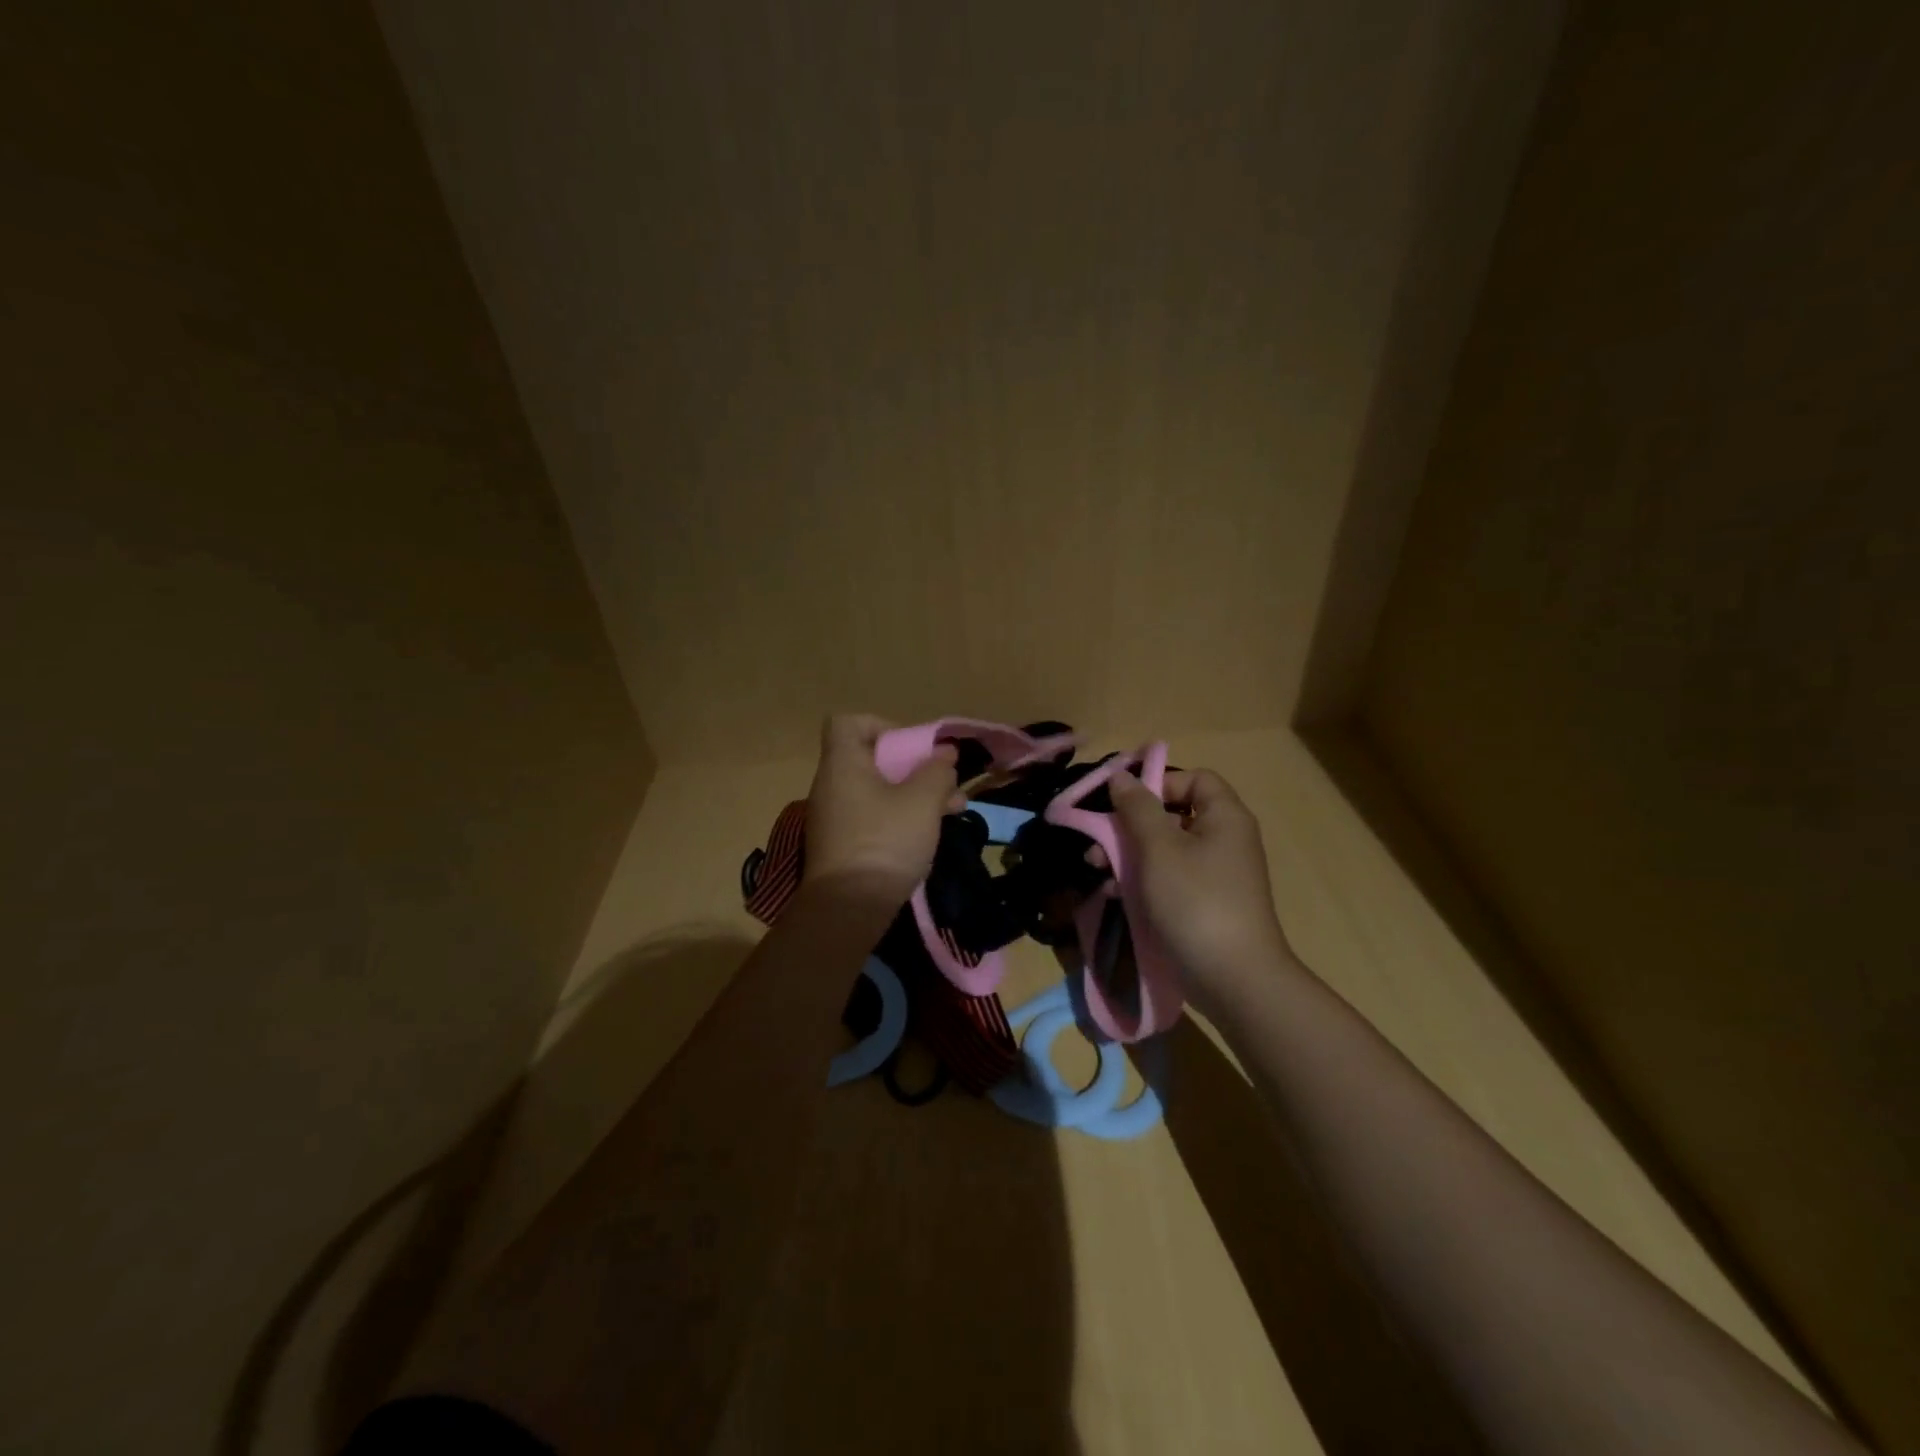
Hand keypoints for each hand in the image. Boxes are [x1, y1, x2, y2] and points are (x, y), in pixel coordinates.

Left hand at [802, 714, 958, 902]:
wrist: (849, 909)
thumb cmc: (886, 841)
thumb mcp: (923, 801)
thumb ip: (937, 771)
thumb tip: (944, 755)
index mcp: (843, 764)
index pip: (848, 722)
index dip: (882, 725)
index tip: (911, 748)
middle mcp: (832, 785)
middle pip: (872, 759)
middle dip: (915, 767)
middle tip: (946, 783)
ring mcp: (835, 817)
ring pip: (878, 791)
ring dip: (915, 794)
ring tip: (954, 809)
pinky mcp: (842, 845)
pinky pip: (873, 816)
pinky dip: (900, 817)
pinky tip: (930, 833)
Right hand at [1108, 767, 1293, 1001]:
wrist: (1233, 979)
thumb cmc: (1195, 901)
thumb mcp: (1159, 848)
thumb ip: (1137, 808)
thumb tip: (1122, 775)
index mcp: (1224, 817)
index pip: (1194, 778)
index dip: (1158, 782)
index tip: (1123, 800)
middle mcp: (1224, 840)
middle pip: (1173, 814)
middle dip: (1130, 824)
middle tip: (1097, 840)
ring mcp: (1214, 875)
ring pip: (1164, 849)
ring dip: (1127, 854)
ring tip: (1096, 869)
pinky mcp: (1203, 904)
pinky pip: (1168, 879)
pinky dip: (1141, 881)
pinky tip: (1112, 894)